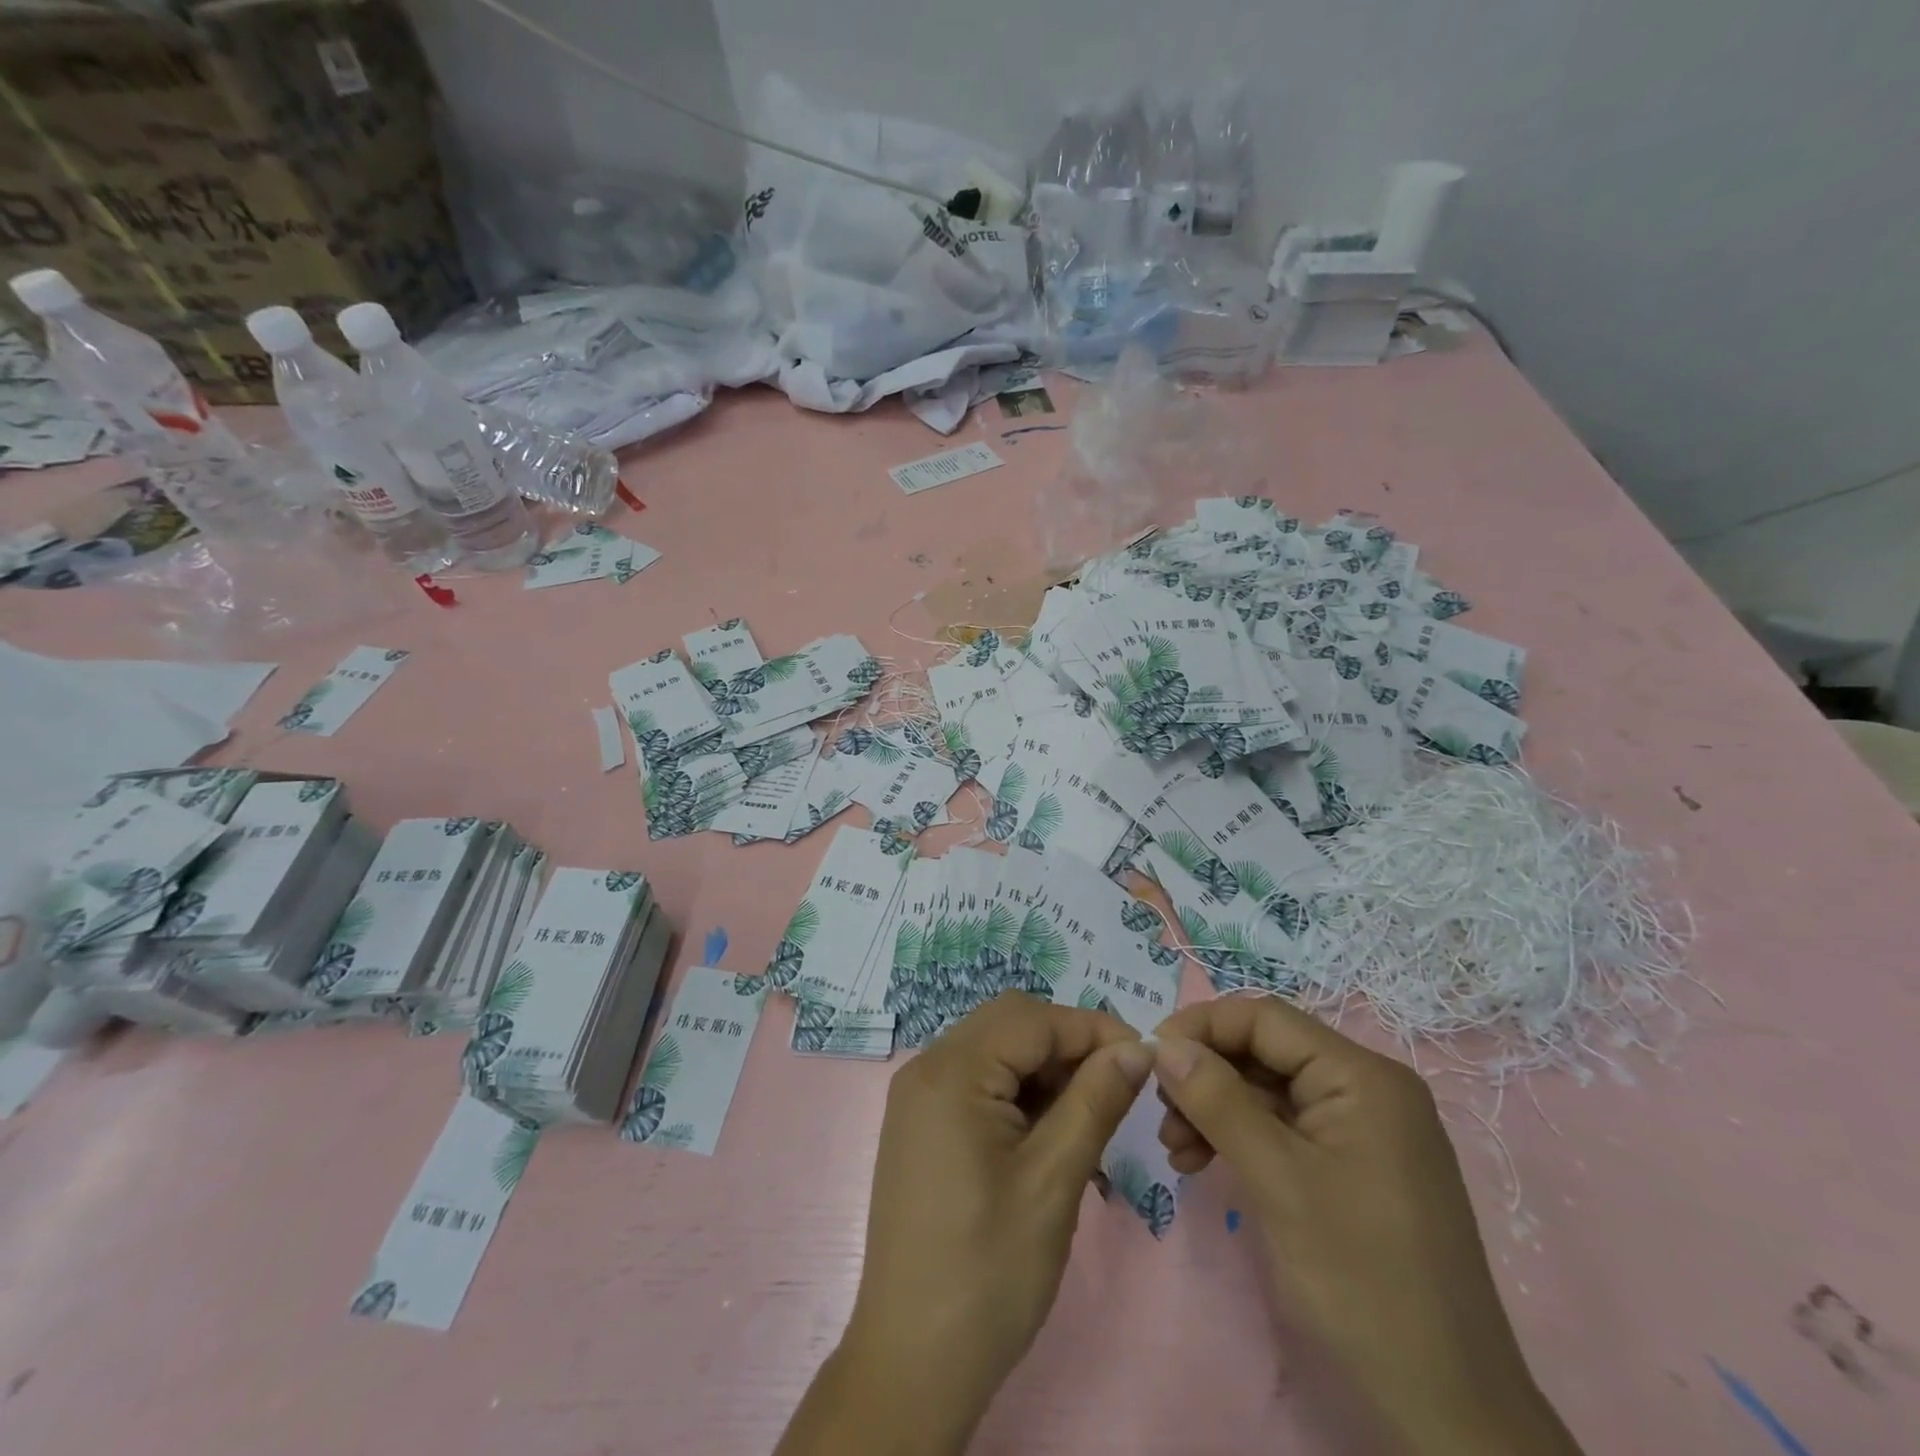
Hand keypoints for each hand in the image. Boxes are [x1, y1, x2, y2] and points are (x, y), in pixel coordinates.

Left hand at [776, 993, 1153, 1455]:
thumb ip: (1095, 1101)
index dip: (1092, 1029)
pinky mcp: (921, 1124)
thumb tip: (1136, 1048)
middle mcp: (927, 1067)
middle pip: (1010, 1024)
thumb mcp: (1054, 1180)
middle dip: (1067, 1045)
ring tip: (1086, 1119)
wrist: (913, 1361)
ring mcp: (918, 1096)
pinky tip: (1048, 1134)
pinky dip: (1017, 1093)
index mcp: (951, 1071)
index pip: (1033, 1019)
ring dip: (1044, 1070)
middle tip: (1114, 1089)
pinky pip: (977, 1081)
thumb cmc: (989, 1271)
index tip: (1144, 1060)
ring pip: (995, 1050)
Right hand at [1152, 998, 1582, 1455]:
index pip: (1265, 1019)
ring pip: (1269, 1090)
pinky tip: (1203, 1162)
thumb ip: (1216, 1099)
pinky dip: (1240, 1138)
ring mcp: (1364, 1130)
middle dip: (1206, 1076)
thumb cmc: (1361, 1281)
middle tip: (1160, 1112)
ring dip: (1216, 1109)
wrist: (1447, 1412)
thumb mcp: (1276, 1179)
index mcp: (1362, 1077)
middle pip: (1265, 1053)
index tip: (1150, 1056)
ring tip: (1176, 1148)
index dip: (1202, 1027)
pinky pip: (1285, 1129)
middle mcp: (1367, 1089)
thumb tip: (1163, 1043)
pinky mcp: (1355, 1167)